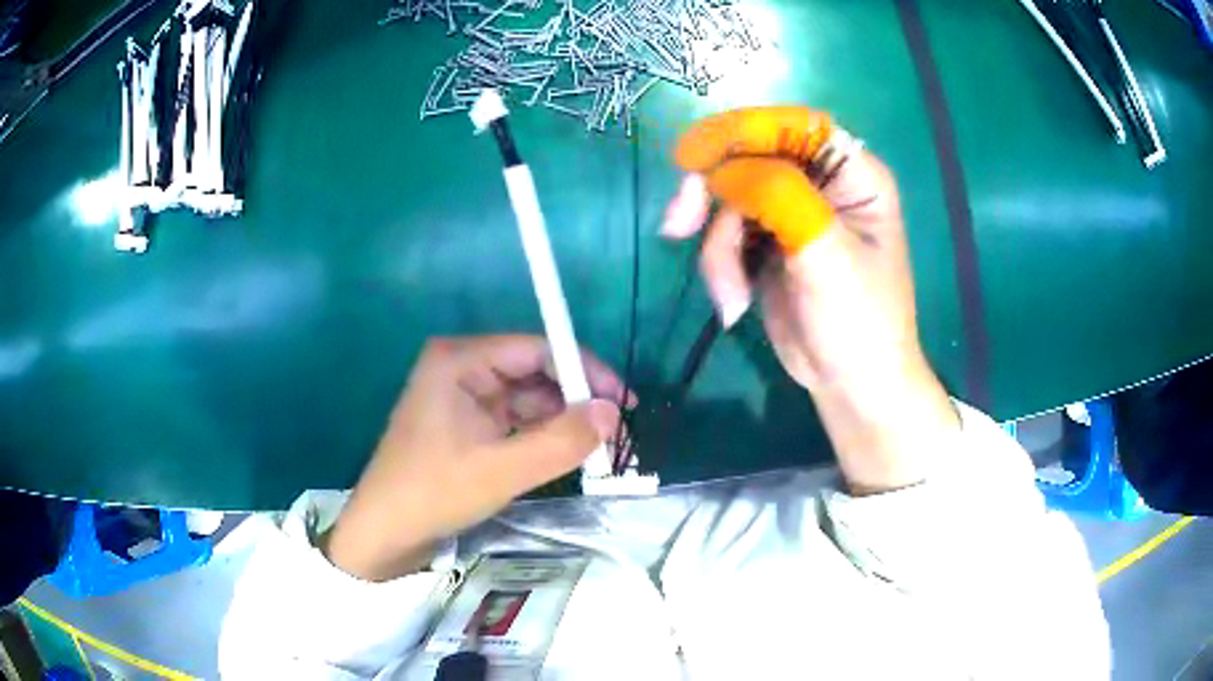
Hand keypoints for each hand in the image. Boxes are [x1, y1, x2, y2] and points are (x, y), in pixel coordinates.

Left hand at [324, 336, 626, 581]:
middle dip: (576, 398)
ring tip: (599, 446)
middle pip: (534, 370)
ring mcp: (463, 394)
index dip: (584, 370)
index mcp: (460, 360)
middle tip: (615, 430)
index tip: (623, 401)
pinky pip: (515, 417)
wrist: (386, 530)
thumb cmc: (434, 492)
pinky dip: (542, 433)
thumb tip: (612, 414)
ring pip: (528, 396)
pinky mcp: (467, 421)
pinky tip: (567, 451)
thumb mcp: (501, 471)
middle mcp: (462, 367)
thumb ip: (561, 441)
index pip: (537, 348)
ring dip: (562, 419)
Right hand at [661, 106, 957, 493]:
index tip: (693, 157)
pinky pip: (723, 230)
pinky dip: (718, 263)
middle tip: (679, 224)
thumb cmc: (859, 321)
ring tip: (729, 295)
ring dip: (716, 245)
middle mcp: (820, 181)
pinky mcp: (766, 240)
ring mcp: (790, 210)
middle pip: (749, 155)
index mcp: (851, 172)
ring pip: (727, 196)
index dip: (741, 131)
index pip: (791, 126)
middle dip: (713, 193)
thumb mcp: (827, 256)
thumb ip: (780, 198)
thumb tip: (721, 168)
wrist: (850, 385)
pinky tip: (733, 300)